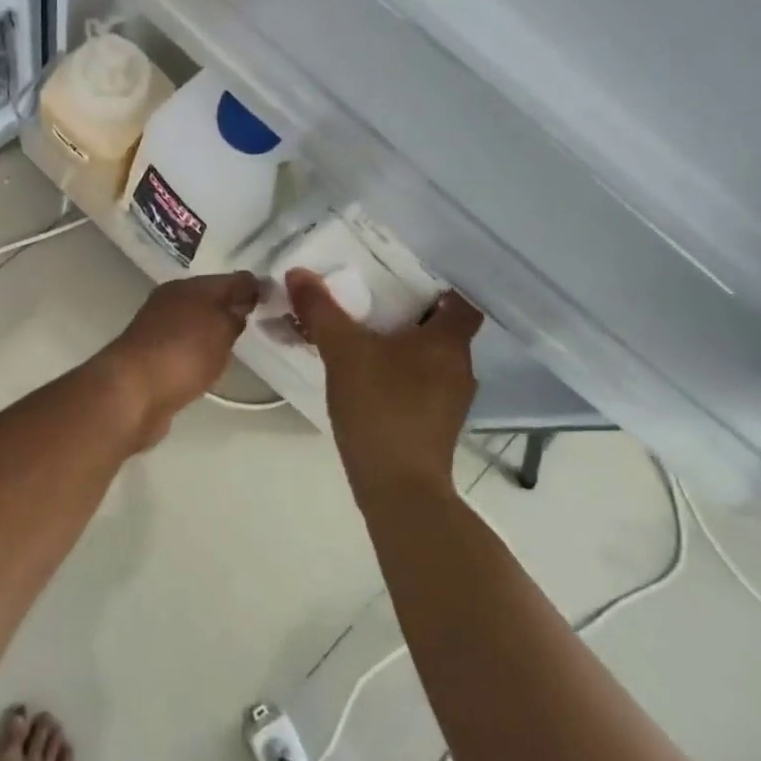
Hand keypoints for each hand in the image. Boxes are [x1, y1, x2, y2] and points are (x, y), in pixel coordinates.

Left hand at [98, 272, 260, 449]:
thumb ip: (236, 310)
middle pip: (210, 299)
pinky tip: (211, 365)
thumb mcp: (221, 326)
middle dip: (233, 308)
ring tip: (241, 345)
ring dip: (215, 331)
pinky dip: (200, 354)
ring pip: (197, 324)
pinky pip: (186, 349)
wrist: (133, 393)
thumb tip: (246, 297)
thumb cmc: (183, 352)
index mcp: (187, 286)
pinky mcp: (152, 359)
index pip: (230, 279)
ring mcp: (158, 331)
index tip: (278, 299)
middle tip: (264, 321)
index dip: (254, 287)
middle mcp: (170, 302)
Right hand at [286, 269, 482, 492]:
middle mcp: (460, 368)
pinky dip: (401, 377)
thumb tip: (299, 273)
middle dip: (411, 316)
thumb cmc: (381, 407)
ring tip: (366, 339)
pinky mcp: (437, 427)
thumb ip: (321, 310)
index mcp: (448, 342)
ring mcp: (452, 401)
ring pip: (431, 360)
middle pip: (443, 330)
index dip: (439, 287)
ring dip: (405, 348)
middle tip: (374, 302)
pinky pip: (422, 386)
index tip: (406, 278)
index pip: (461, 302)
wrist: (398, 488)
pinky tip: (370, 380)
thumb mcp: (343, 351)